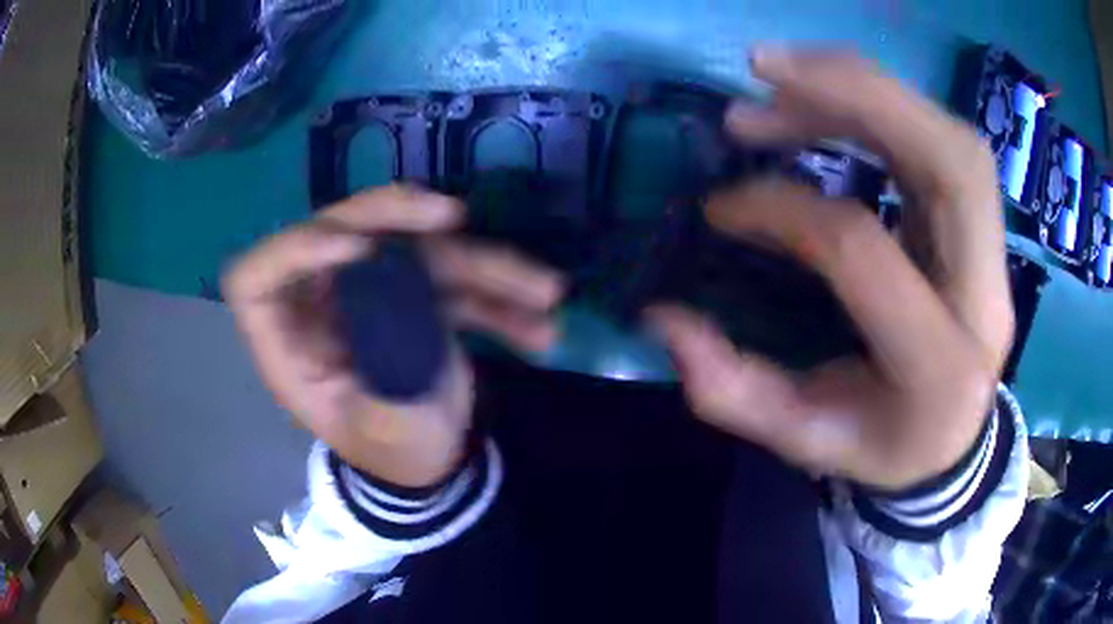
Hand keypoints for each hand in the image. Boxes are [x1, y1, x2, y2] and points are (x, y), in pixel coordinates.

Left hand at [224, 186, 563, 487]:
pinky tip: (541, 327)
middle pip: (337, 233)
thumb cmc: (395, 456)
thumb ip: (385, 376)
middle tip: (452, 217)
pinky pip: (455, 278)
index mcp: (292, 346)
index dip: (292, 251)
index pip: (255, 281)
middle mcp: (324, 306)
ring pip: (412, 248)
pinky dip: (501, 298)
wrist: (433, 464)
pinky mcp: (414, 295)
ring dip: (482, 263)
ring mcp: (372, 293)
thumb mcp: (389, 434)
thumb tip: (400, 309)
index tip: (355, 249)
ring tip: (544, 291)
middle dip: (392, 216)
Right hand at [648, 49, 1012, 489]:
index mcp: (937, 366)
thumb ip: (732, 391)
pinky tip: (827, 100)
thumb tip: (662, 315)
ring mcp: (993, 254)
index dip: (781, 209)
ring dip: (864, 88)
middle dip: (854, 93)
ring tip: (780, 79)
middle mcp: (983, 295)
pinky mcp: (983, 225)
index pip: (863, 251)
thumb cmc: (885, 444)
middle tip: (761, 72)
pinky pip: (942, 138)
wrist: (956, 438)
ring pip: (950, 138)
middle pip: (948, 164)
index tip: (719, 206)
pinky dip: (883, 103)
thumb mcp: (804, 441)